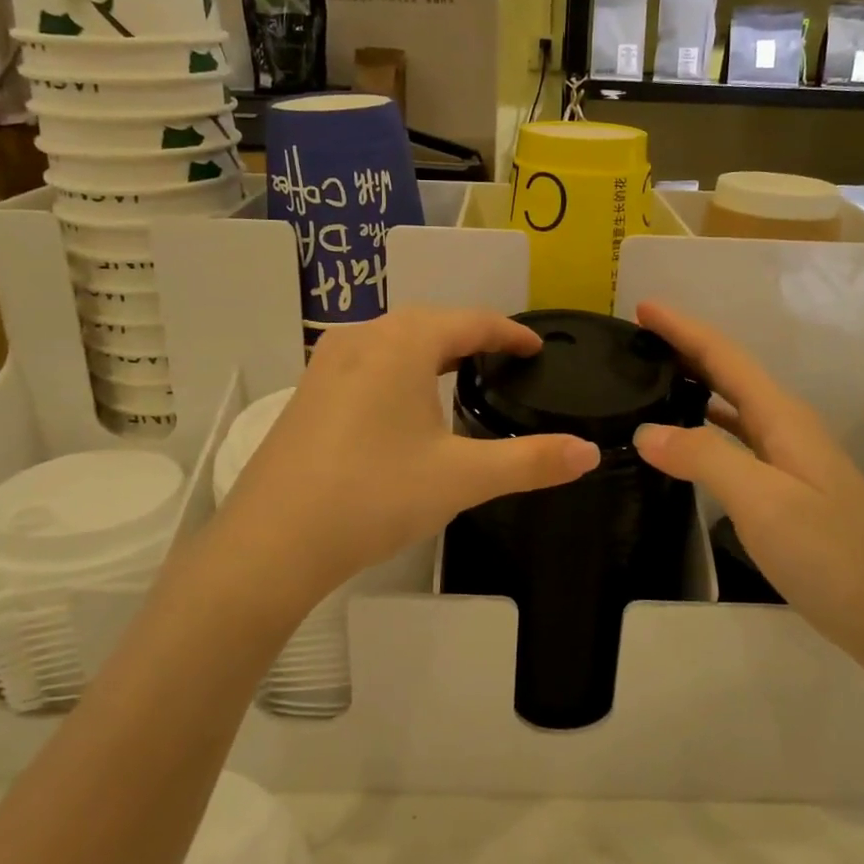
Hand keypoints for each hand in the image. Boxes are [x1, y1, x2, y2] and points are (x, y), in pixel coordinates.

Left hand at [206, 308, 600, 615]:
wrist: (273, 541)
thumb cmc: (375, 496)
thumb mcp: (462, 478)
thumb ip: (531, 462)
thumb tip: (590, 452)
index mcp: (403, 343)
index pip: (471, 322)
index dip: (510, 333)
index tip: (537, 348)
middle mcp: (362, 338)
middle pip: (429, 323)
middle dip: (470, 337)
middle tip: (504, 362)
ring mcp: (326, 364)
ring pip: (393, 341)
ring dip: (430, 351)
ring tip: (459, 376)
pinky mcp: (307, 393)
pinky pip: (366, 363)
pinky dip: (398, 370)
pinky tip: (402, 404)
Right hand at [629, 301, 863, 666]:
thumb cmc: (830, 555)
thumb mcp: (763, 502)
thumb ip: (705, 457)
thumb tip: (646, 431)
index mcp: (783, 418)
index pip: (724, 357)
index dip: (683, 329)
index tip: (642, 306)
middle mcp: (787, 427)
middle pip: (730, 373)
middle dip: (685, 348)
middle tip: (637, 339)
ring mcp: (790, 458)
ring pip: (733, 405)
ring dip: (695, 383)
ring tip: (652, 377)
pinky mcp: (787, 488)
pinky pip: (737, 439)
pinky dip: (706, 424)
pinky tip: (686, 438)